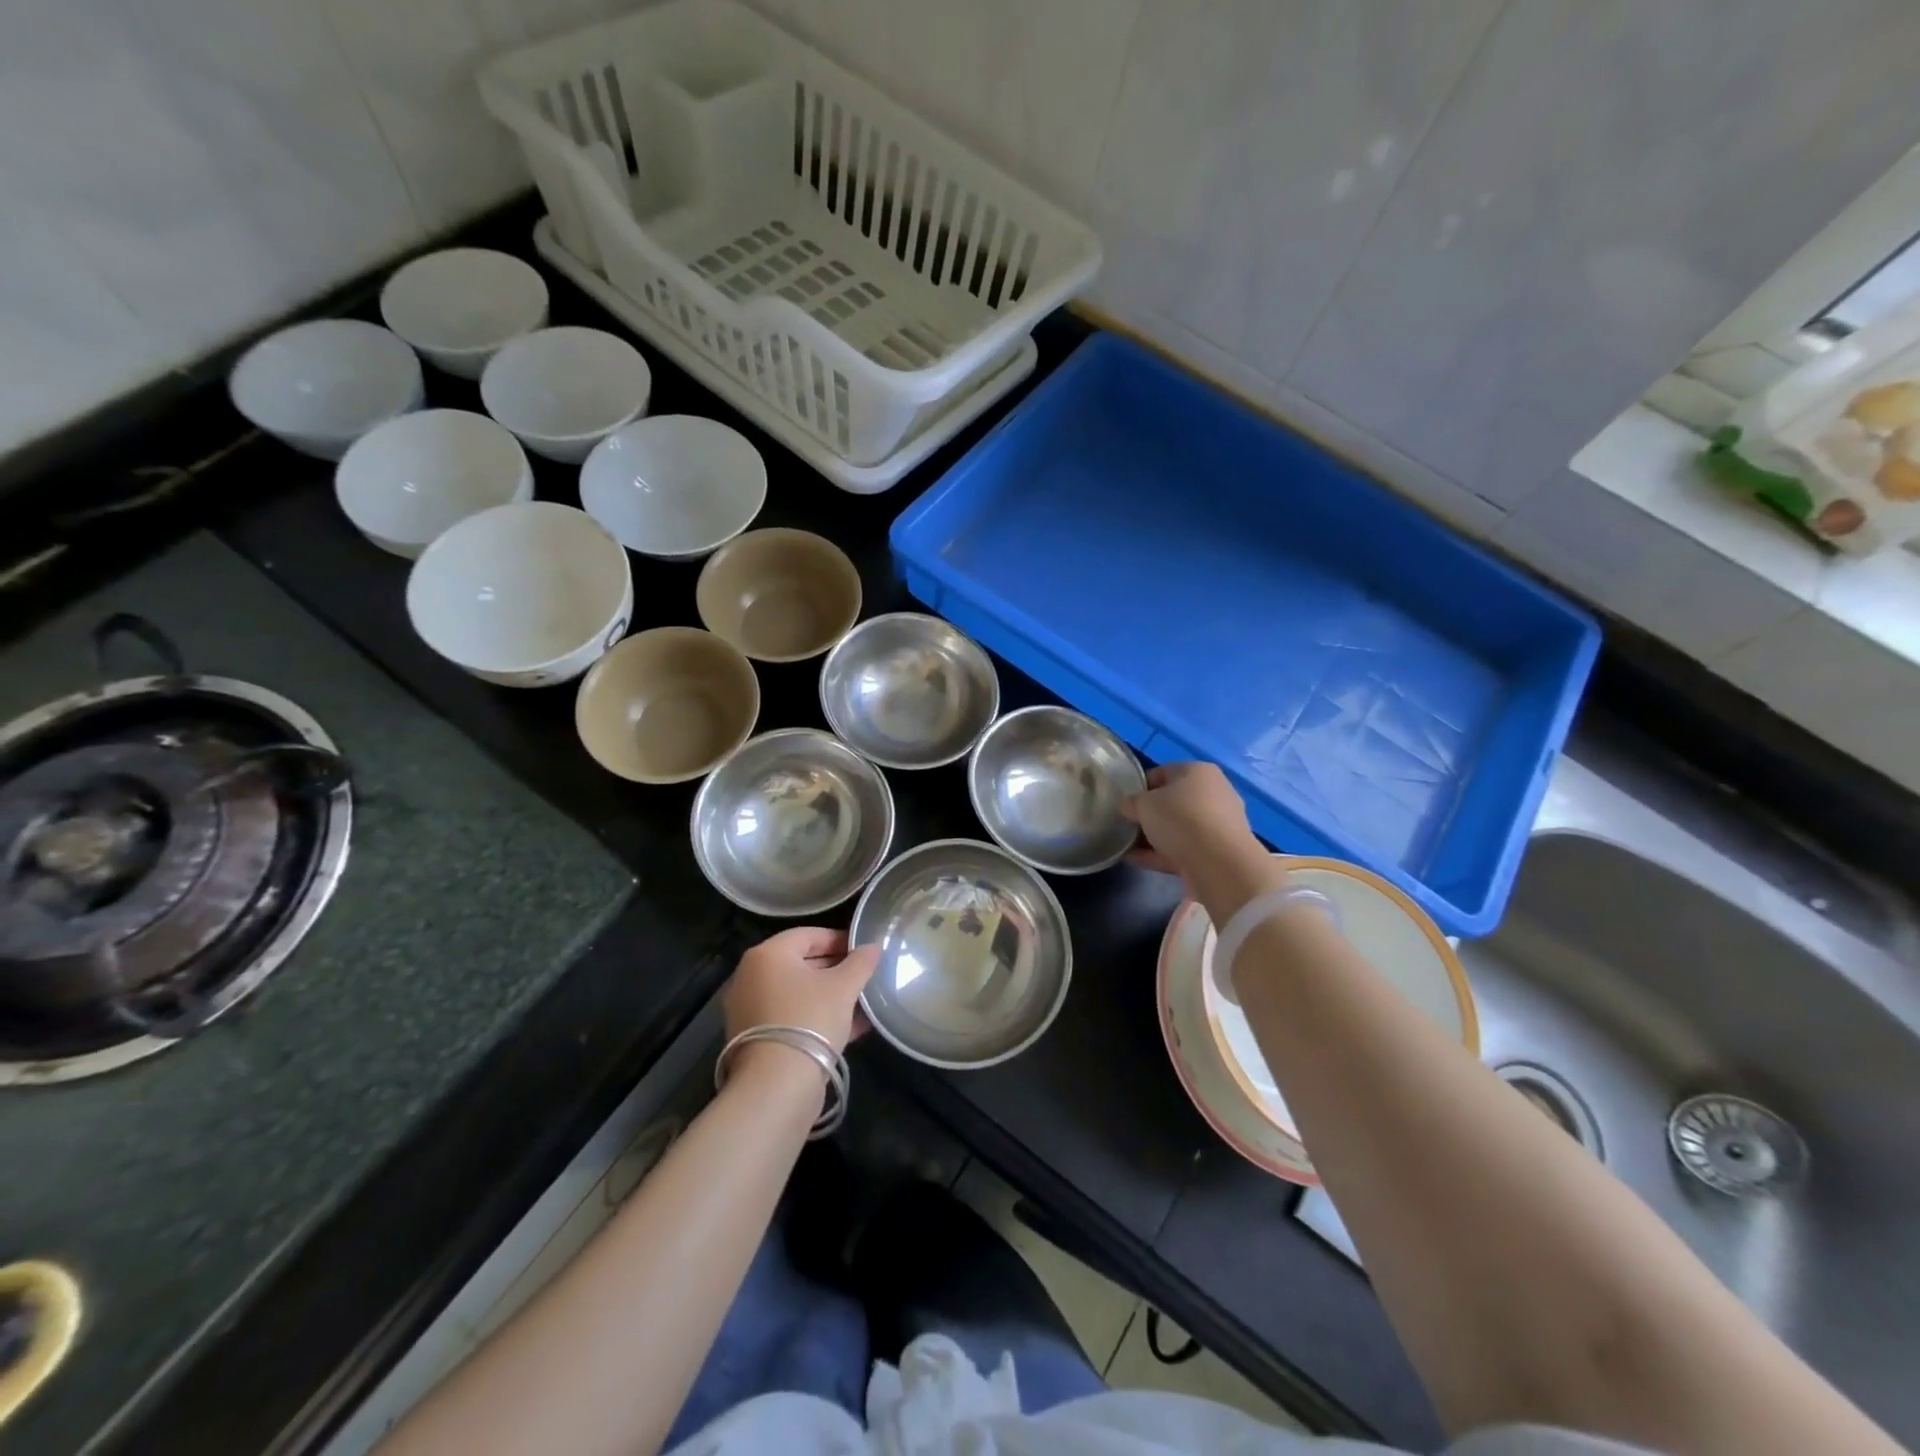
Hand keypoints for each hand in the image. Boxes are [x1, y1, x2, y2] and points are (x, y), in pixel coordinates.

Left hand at [722, 927, 880, 1054]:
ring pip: (798, 993)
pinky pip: (791, 1016)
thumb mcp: (844, 987)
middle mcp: (751, 976)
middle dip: (836, 969)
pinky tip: (849, 1027)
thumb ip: (861, 962)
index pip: (810, 935)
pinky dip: (816, 1016)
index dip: (841, 940)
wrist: (777, 1086)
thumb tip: (874, 947)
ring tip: (861, 1003)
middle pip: (801, 963)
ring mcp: (749, 1008)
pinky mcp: (754, 1038)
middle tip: (865, 977)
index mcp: (768, 954)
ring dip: (829, 995)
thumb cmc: (810, 1020)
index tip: (865, 951)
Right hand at [1120, 762, 1263, 892]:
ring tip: (1127, 846)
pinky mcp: (1218, 852)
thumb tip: (1127, 806)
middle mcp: (1213, 793)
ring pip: (1178, 828)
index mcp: (1198, 772)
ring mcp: (1218, 824)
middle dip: (1148, 814)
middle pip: (1172, 802)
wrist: (1219, 863)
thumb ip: (1131, 803)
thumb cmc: (1180, 819)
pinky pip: (1183, 849)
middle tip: (1126, 825)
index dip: (1140, 786)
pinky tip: (1137, 860)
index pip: (1163, 772)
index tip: (1124, 802)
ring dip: (1153, 837)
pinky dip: (1161, 854)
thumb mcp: (1143, 805)